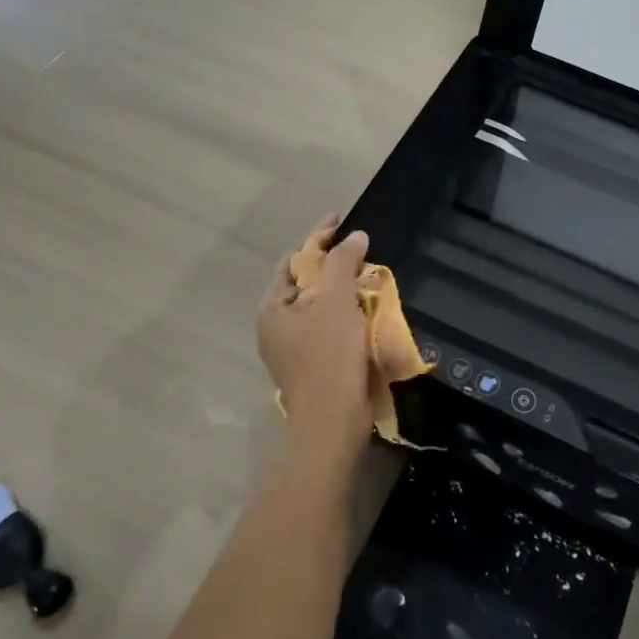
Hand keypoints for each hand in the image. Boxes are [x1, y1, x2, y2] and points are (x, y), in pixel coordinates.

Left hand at [257, 214, 373, 464]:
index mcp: (272, 307)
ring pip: (318, 307)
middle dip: (331, 264)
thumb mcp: (335, 300)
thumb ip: (343, 262)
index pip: (294, 260)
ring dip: (341, 290)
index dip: (318, 236)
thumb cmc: (329, 354)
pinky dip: (346, 314)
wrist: (333, 420)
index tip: (340, 218)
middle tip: (358, 249)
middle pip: (305, 283)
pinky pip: (329, 329)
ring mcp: (292, 350)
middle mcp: (276, 327)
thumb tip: (355, 236)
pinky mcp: (312, 367)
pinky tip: (366, 311)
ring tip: (367, 275)